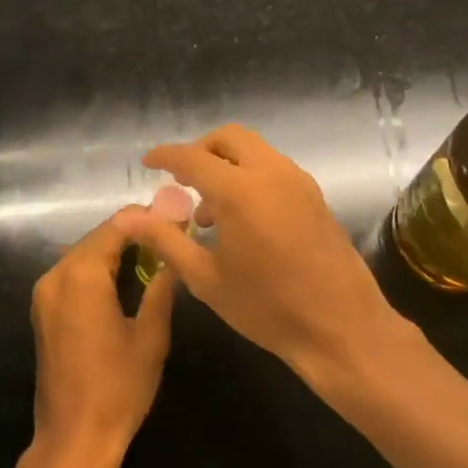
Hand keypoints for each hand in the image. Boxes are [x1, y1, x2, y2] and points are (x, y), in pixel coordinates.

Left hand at [28, 213, 176, 467]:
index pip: (116, 228)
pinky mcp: (43, 309)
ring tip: (155, 253)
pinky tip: (126, 276)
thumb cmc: (118, 389)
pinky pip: (73, 274)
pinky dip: (98, 268)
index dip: (147, 219)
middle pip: (97, 237)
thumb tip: (174, 255)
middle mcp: (56, 275)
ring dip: (116, 249)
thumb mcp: (150, 337)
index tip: (176, 217)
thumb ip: (161, 288)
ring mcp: (44, 292)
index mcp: (81, 276)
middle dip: (132, 233)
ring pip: (84, 253)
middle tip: (170, 234)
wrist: (73, 439)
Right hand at [114, 125, 395, 381]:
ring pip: (254, 150)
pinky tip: (242, 218)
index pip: (192, 157)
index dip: (165, 156)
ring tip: (209, 211)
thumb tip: (125, 217)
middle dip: (200, 150)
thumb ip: (165, 239)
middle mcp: (271, 173)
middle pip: (229, 138)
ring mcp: (298, 182)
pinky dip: (249, 175)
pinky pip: (274, 168)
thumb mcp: (206, 278)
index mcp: (240, 191)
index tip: (147, 163)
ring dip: (226, 163)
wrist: (342, 329)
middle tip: (181, 180)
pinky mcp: (315, 196)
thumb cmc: (268, 308)